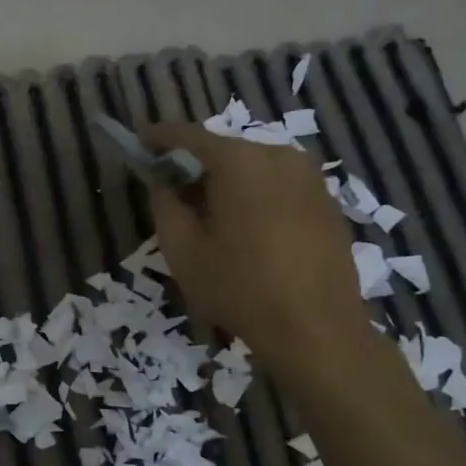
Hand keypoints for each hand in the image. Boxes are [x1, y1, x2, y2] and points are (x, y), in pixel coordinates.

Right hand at [141, 123, 372, 374]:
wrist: (316, 330)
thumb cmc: (238, 287)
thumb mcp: (182, 249)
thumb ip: (164, 204)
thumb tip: (163, 181)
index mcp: (239, 161)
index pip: (187, 135)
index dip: (158, 137)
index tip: (138, 143)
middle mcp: (278, 156)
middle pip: (224, 150)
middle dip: (194, 165)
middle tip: (171, 191)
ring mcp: (310, 178)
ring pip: (253, 168)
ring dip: (226, 182)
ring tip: (209, 217)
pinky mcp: (327, 203)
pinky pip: (278, 186)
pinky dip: (255, 197)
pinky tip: (246, 232)